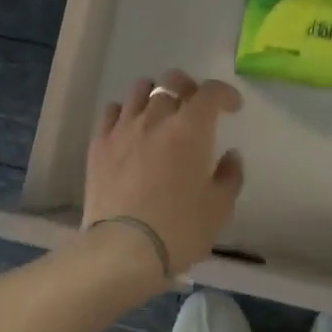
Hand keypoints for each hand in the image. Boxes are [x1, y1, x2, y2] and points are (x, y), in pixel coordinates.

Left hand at [84, 68, 243, 278]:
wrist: (124, 249)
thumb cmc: (180, 229)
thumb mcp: (219, 208)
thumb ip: (230, 176)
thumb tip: (230, 156)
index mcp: (190, 129)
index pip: (210, 92)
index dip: (225, 94)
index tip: (232, 107)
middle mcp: (156, 118)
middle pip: (172, 83)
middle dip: (188, 88)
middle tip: (194, 106)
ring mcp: (123, 128)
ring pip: (139, 89)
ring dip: (155, 94)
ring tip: (159, 111)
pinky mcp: (99, 143)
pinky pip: (112, 111)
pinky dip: (125, 112)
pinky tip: (130, 127)